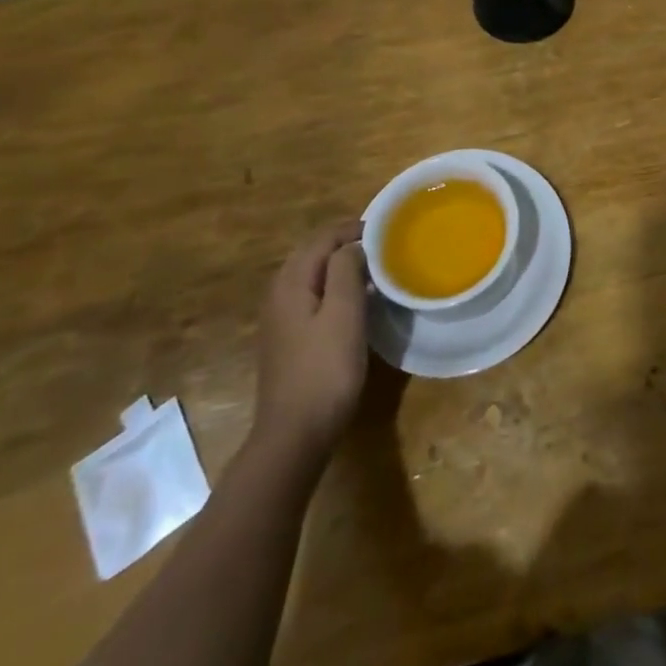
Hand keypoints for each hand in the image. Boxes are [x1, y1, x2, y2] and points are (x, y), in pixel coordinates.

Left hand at [251, 220, 367, 467]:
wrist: (295, 435)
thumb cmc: (325, 369)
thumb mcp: (343, 313)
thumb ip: (346, 269)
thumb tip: (351, 246)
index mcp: (290, 283)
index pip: (321, 239)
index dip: (352, 229)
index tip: (385, 231)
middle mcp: (279, 295)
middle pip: (313, 254)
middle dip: (345, 244)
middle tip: (382, 247)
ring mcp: (280, 320)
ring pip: (312, 277)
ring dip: (340, 267)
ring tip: (374, 270)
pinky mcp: (288, 341)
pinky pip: (312, 298)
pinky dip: (334, 289)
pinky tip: (355, 303)